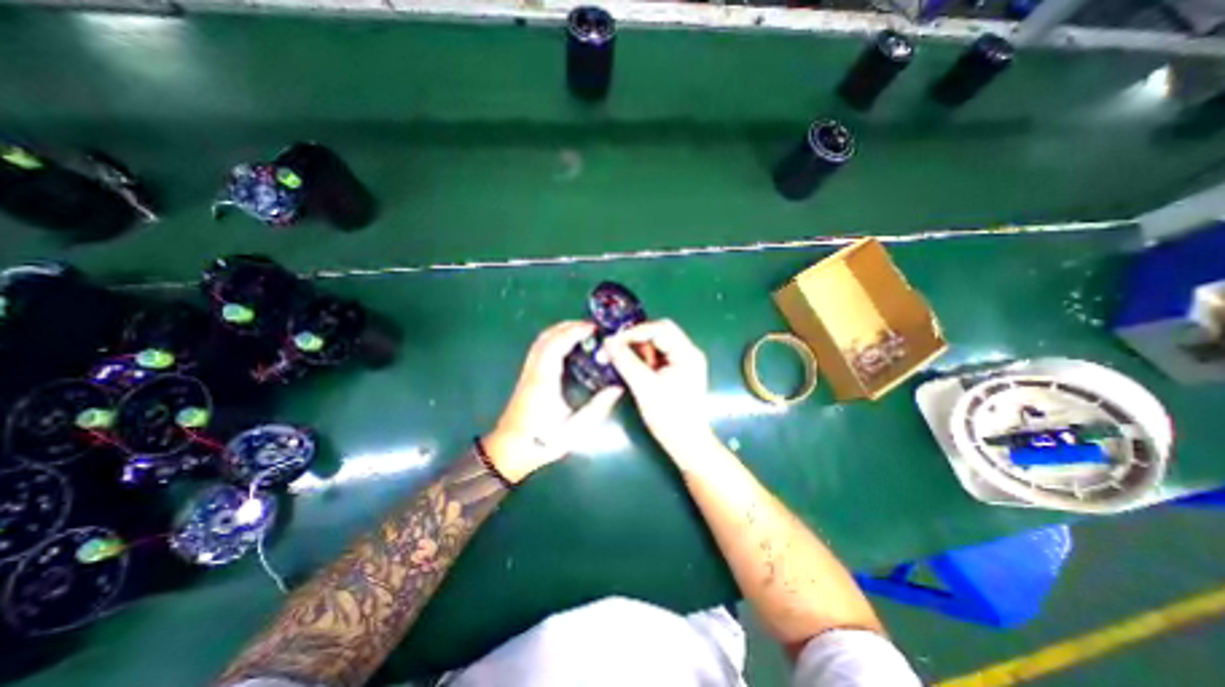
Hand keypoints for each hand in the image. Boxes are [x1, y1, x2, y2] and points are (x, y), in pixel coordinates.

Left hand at [483, 323, 621, 482]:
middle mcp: (533, 371)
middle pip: (546, 337)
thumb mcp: (574, 430)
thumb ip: (596, 408)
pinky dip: (553, 339)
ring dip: (559, 330)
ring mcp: (528, 372)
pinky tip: (565, 345)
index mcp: (544, 381)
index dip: (574, 332)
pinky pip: (539, 349)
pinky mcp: (527, 376)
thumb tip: (617, 388)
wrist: (509, 451)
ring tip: (581, 331)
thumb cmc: (541, 441)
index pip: (556, 346)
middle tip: (590, 326)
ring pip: (540, 341)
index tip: (593, 328)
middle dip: (568, 326)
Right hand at [602, 316, 720, 466]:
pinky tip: (630, 367)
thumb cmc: (669, 417)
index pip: (659, 329)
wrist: (687, 444)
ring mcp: (683, 362)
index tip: (612, 341)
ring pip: (656, 345)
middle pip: (659, 333)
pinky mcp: (677, 372)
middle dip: (635, 339)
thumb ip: (625, 362)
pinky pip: (657, 357)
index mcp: (687, 353)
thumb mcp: (644, 387)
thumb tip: (607, 342)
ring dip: (637, 349)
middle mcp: (688, 353)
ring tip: (619, 359)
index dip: (634, 332)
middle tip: (614, 348)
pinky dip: (642, 359)